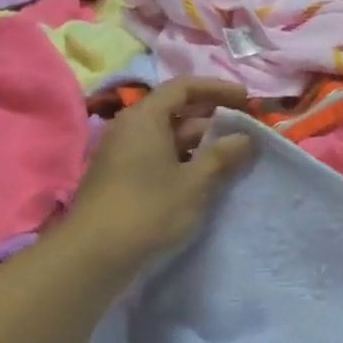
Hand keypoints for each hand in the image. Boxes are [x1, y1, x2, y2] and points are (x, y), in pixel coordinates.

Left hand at [61, 78, 253, 271]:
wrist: (96, 254)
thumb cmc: (149, 209)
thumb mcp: (195, 182)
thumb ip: (222, 156)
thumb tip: (245, 137)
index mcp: (146, 118)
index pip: (184, 88)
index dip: (217, 89)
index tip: (247, 99)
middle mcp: (131, 128)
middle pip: (176, 111)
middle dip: (212, 119)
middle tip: (245, 131)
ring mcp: (123, 154)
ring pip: (168, 137)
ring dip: (201, 143)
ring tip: (233, 157)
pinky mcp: (122, 178)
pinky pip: (159, 157)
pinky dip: (185, 160)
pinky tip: (206, 179)